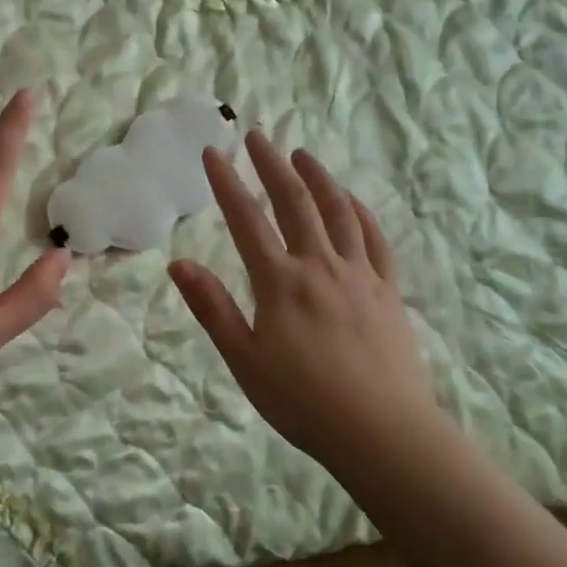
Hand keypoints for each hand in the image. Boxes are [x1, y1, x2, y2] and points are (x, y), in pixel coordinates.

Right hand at [169, 132, 444, 477]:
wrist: (382, 431)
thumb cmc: (303, 401)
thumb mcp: (245, 360)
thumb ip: (212, 308)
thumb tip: (178, 264)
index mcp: (280, 282)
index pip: (247, 220)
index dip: (227, 183)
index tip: (213, 153)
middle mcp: (320, 265)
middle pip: (294, 202)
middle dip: (272, 164)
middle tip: (258, 136)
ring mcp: (359, 273)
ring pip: (338, 211)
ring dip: (318, 177)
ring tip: (303, 154)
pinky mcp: (387, 289)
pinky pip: (375, 238)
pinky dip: (360, 211)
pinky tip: (352, 200)